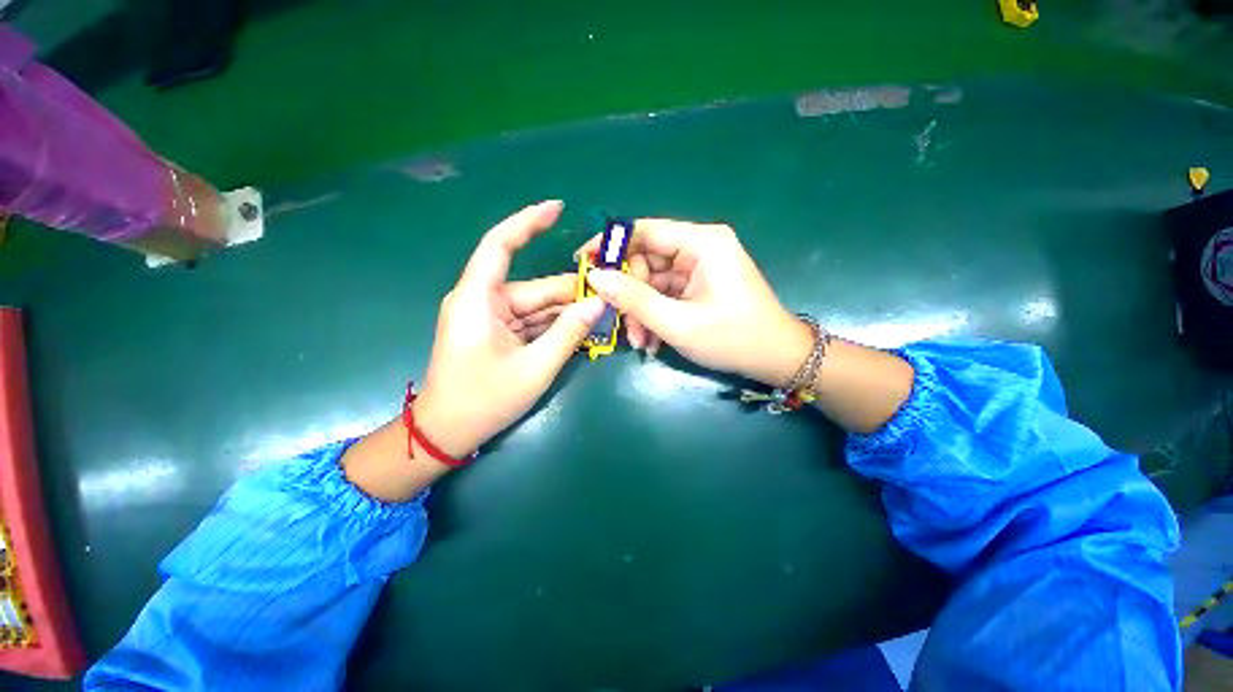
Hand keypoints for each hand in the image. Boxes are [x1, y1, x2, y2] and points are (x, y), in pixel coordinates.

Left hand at [414, 201, 604, 457]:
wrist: (445, 433)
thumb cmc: (483, 401)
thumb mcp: (534, 368)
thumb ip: (568, 332)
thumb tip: (598, 302)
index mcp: (478, 299)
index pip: (500, 245)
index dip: (527, 222)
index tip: (557, 208)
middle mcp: (482, 301)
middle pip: (533, 287)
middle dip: (571, 293)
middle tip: (609, 296)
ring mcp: (489, 318)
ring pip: (536, 306)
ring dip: (566, 313)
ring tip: (602, 316)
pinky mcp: (496, 333)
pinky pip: (531, 322)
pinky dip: (554, 326)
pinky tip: (580, 331)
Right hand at [579, 219, 811, 387]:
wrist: (777, 358)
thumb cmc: (733, 338)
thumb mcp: (678, 323)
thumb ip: (634, 299)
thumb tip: (595, 277)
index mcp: (701, 242)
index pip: (644, 230)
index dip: (610, 245)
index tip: (582, 263)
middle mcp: (700, 247)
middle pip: (646, 260)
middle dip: (630, 295)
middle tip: (621, 325)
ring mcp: (699, 266)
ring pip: (652, 282)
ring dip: (641, 312)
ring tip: (641, 342)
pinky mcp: (699, 284)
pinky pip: (665, 294)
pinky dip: (655, 315)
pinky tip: (653, 341)